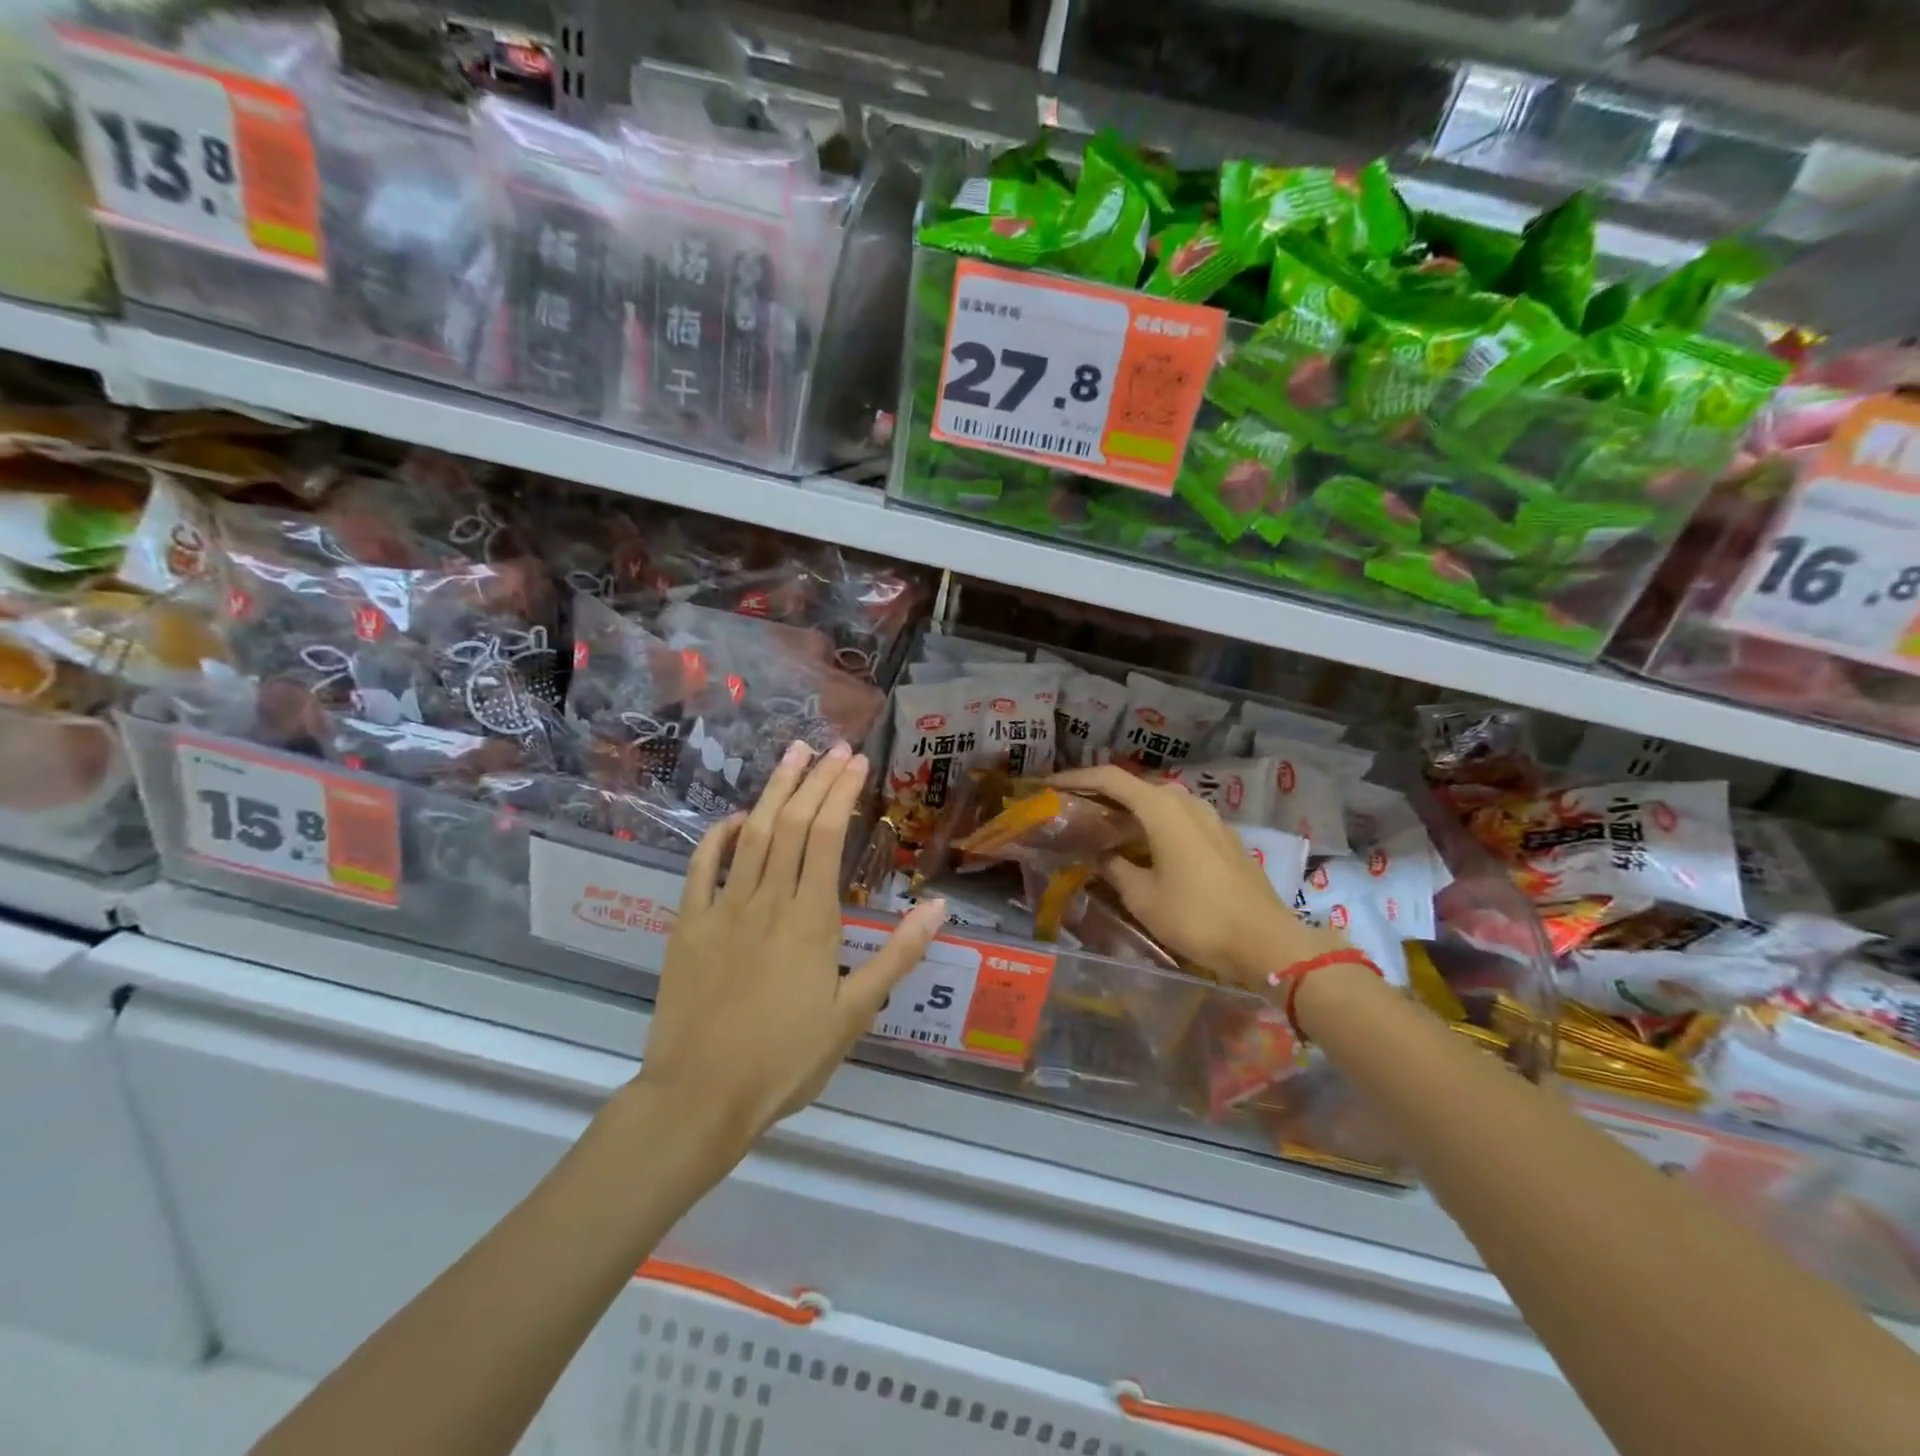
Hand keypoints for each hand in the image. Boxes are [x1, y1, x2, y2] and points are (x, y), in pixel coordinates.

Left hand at [639, 741, 945, 1147]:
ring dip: (774, 790)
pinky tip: (737, 817)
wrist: (701, 1097)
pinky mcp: (688, 925)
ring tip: (793, 754)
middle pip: (794, 823)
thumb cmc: (787, 1058)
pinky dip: (718, 835)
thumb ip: (897, 955)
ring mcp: (723, 908)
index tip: (856, 761)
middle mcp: (768, 899)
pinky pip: (701, 867)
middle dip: (815, 779)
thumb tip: (939, 908)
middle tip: (833, 747)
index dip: (842, 792)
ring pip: (753, 834)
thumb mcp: (855, 1013)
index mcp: (811, 918)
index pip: (828, 836)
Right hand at [1051, 764, 1337, 988]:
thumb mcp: (1142, 897)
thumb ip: (1113, 868)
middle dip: (1101, 796)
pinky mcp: (1222, 838)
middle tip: (1073, 811)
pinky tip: (1141, 848)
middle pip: (1135, 787)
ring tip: (1102, 831)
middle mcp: (1187, 802)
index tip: (1050, 786)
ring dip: (1128, 812)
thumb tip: (1096, 855)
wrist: (1267, 943)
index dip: (1076, 778)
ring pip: (1158, 804)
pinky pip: (1178, 820)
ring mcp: (1210, 818)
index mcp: (1162, 808)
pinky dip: (1152, 826)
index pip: (1110, 778)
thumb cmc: (1197, 917)